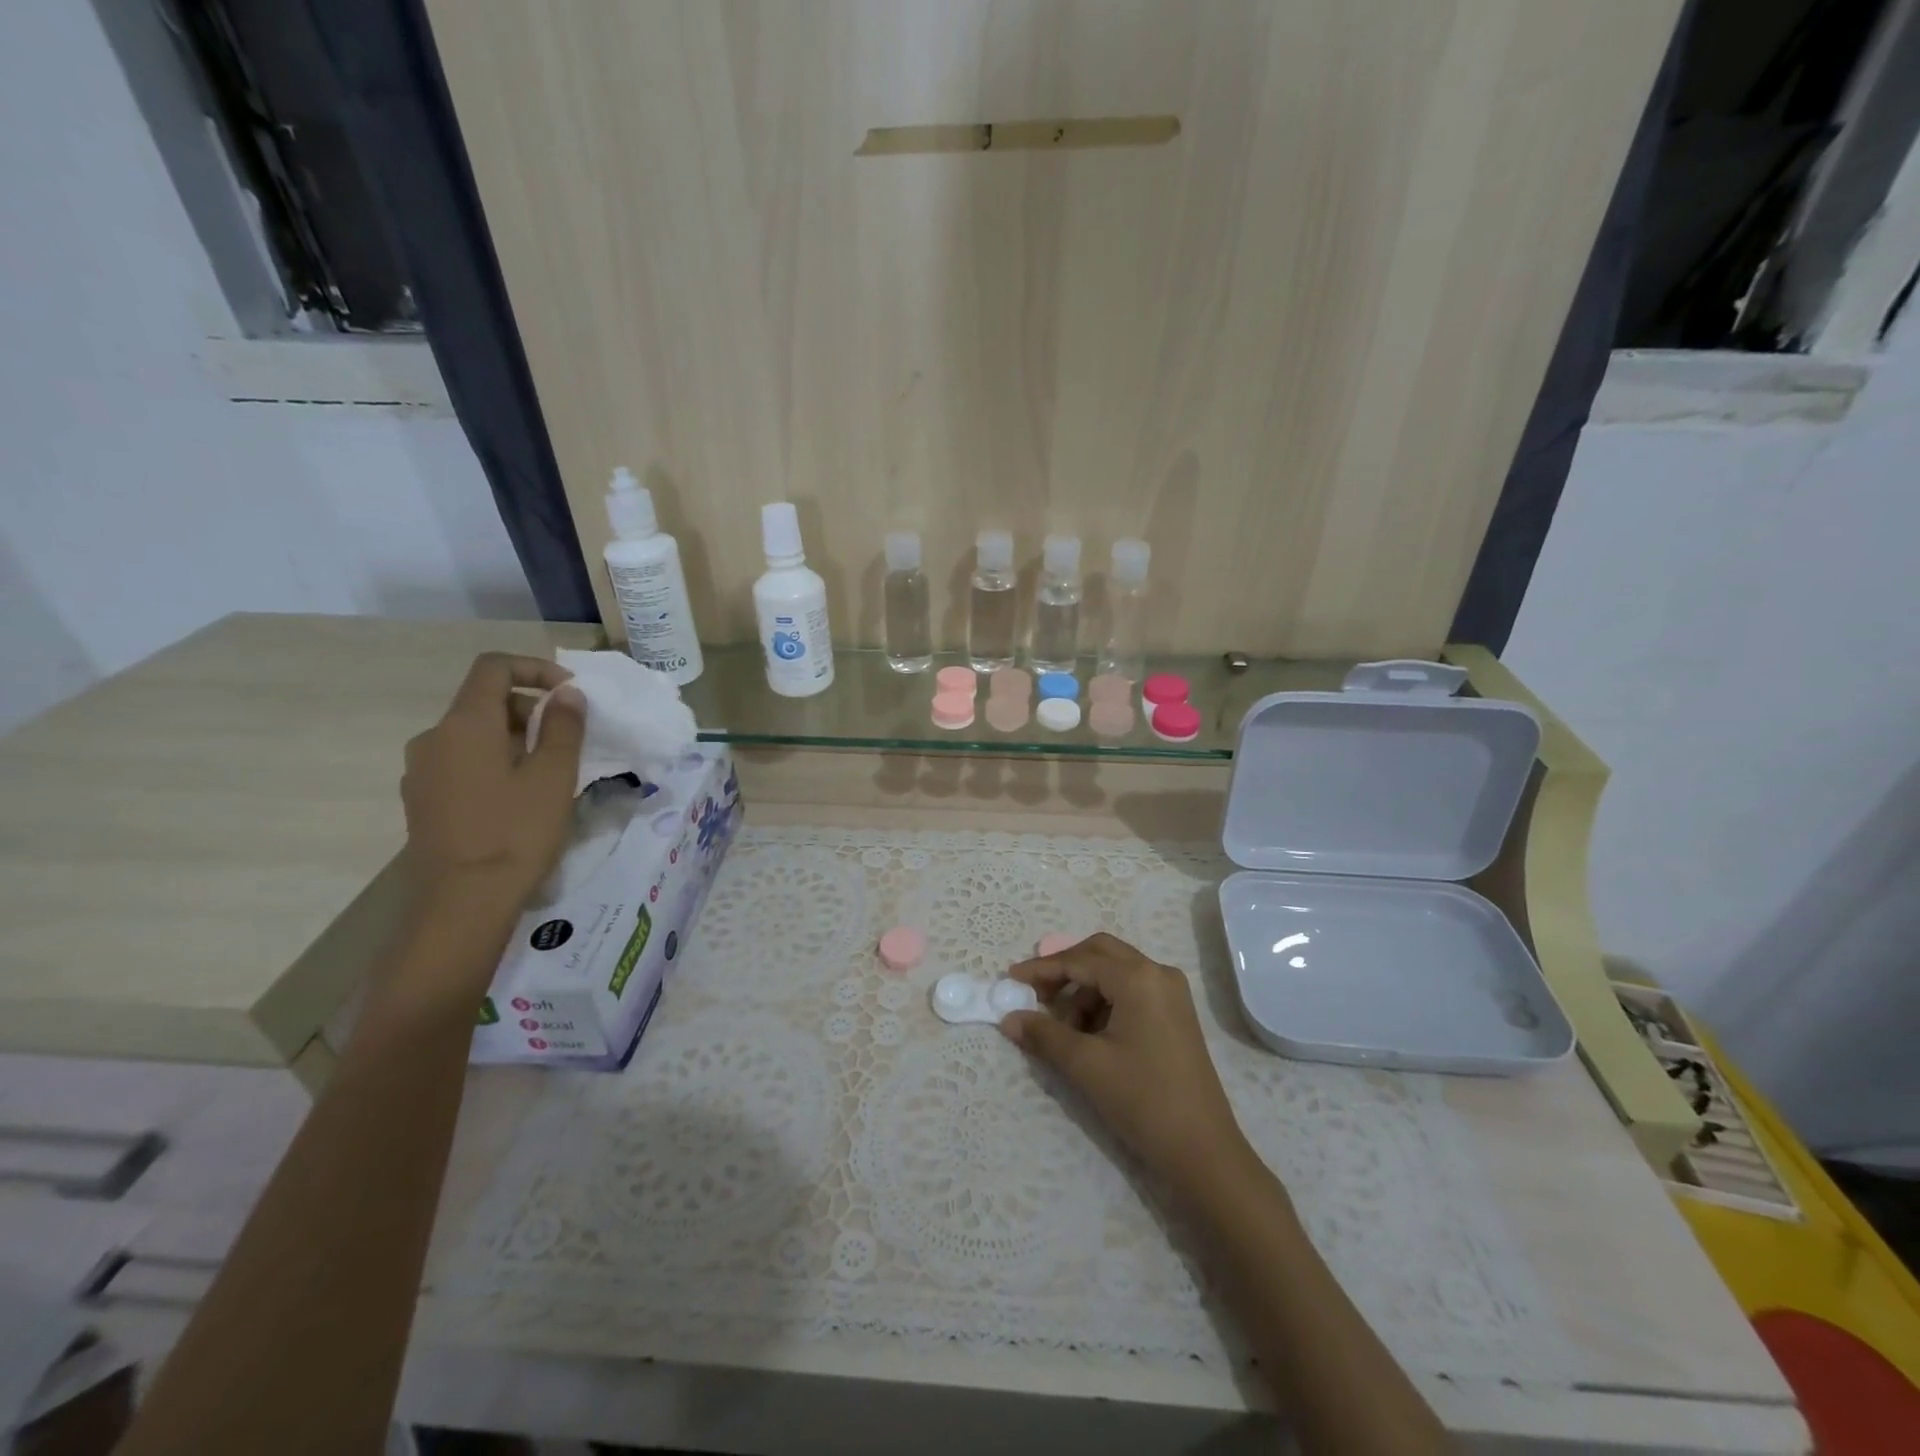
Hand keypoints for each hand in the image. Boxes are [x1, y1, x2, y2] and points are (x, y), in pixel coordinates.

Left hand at [400, 653, 584, 916]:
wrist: (463, 903)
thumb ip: (563, 727)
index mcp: (464, 724)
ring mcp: (422, 771)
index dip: (535, 669)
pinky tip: (519, 796)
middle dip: (530, 708)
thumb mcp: (553, 776)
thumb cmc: (516, 833)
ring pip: (473, 734)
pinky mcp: (422, 799)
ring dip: (514, 737)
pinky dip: (494, 761)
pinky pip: (461, 761)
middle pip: (483, 701)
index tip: (571, 693)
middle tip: (569, 738)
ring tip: (550, 770)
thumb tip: (567, 694)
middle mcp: (433, 738)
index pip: (493, 668)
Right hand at [1001, 932, 1255, 1193]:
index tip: (1011, 979)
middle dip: (1064, 971)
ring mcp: (1171, 993)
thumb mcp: (1086, 1065)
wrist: (1203, 1151)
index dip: (1042, 969)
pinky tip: (1090, 1036)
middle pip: (1100, 954)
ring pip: (1115, 973)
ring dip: (1084, 992)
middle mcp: (1158, 973)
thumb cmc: (1142, 1100)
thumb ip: (1044, 1034)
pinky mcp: (1176, 1014)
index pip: (1080, 960)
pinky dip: (1104, 1004)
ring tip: (1066, 1032)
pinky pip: (1131, 991)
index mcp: (1138, 977)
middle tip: (1036, 995)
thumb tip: (1008, 1018)